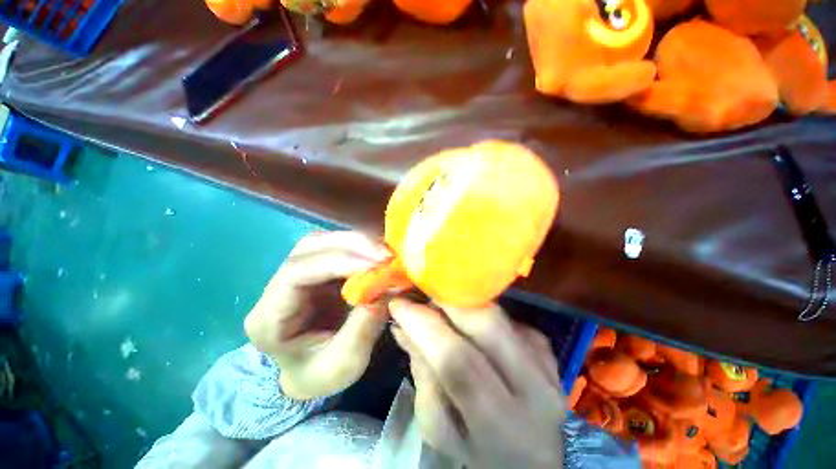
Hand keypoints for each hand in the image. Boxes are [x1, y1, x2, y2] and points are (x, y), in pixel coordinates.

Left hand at [244, 231, 390, 399]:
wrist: (308, 373)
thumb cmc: (320, 374)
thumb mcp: (344, 365)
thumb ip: (364, 327)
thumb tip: (388, 289)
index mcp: (269, 318)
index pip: (297, 273)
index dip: (338, 261)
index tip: (377, 262)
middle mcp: (277, 288)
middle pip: (308, 248)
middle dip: (352, 245)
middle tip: (386, 253)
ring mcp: (296, 275)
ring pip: (322, 242)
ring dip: (357, 243)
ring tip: (385, 253)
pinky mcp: (316, 272)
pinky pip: (336, 248)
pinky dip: (359, 248)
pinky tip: (377, 256)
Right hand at [390, 300, 564, 468]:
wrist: (532, 458)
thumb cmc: (477, 451)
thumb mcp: (440, 429)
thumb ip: (422, 377)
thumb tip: (403, 327)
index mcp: (501, 426)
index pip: (458, 362)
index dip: (424, 325)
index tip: (399, 304)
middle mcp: (535, 391)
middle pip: (486, 324)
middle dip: (445, 301)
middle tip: (421, 295)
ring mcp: (546, 365)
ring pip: (496, 314)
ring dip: (461, 302)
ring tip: (439, 305)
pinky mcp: (548, 350)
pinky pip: (507, 318)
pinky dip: (480, 313)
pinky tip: (468, 323)